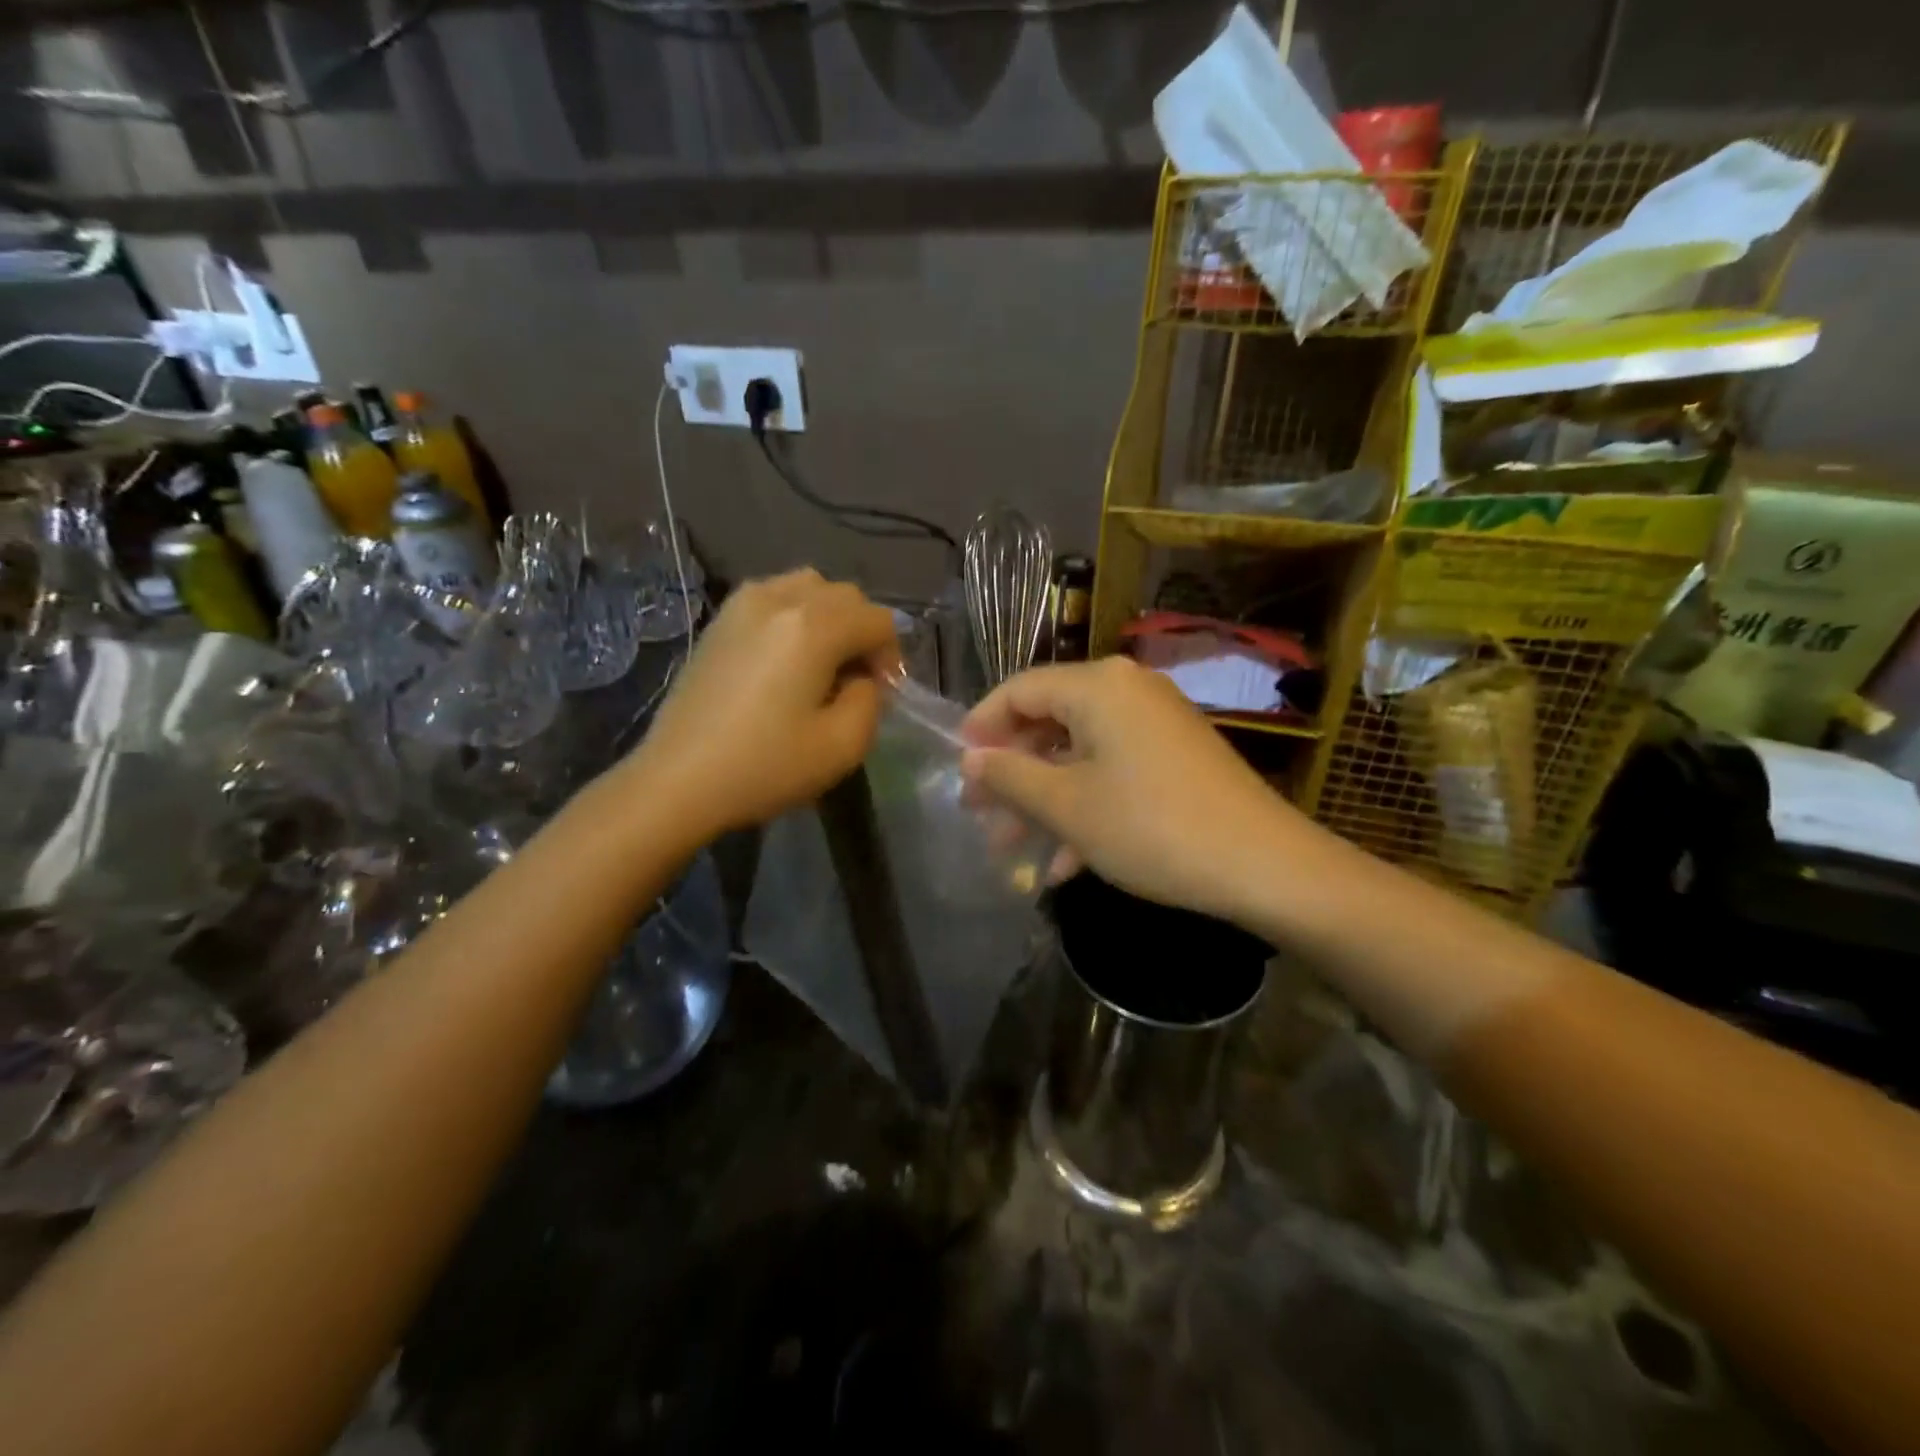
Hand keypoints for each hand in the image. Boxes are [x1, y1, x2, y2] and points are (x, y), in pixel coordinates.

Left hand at [624, 569, 898, 838]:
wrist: (678, 780)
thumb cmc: (765, 766)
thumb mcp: (843, 745)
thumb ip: (871, 700)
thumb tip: (862, 678)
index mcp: (814, 626)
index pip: (878, 620)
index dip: (892, 656)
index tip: (883, 694)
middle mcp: (780, 598)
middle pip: (845, 595)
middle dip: (863, 632)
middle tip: (858, 680)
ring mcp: (743, 604)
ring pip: (808, 587)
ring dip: (830, 617)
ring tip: (824, 662)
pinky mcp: (719, 620)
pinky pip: (773, 596)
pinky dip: (795, 615)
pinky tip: (787, 658)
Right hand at [960, 658, 1312, 922]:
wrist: (1264, 866)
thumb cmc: (1150, 827)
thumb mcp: (1066, 806)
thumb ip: (1010, 777)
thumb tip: (970, 760)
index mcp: (1097, 686)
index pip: (1019, 690)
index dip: (981, 728)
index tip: (957, 770)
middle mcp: (1127, 691)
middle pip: (1049, 722)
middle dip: (1012, 774)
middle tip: (981, 816)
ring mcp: (1156, 724)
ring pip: (1080, 754)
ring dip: (1044, 800)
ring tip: (1014, 849)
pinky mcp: (1176, 757)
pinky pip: (1114, 771)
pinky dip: (1086, 807)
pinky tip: (1067, 864)